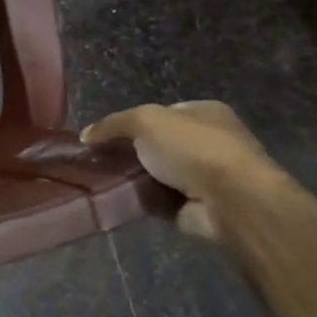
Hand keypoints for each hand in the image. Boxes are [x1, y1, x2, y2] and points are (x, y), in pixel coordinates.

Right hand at [82, 100, 286, 240]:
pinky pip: (157, 199)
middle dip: (127, 152)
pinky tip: (117, 199)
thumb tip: (85, 134)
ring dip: (131, 178)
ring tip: (99, 181)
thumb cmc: (194, 149)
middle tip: (95, 160)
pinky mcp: (195, 204)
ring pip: (154, 173)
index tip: (102, 136)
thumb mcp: (147, 120)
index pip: (160, 113)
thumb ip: (114, 124)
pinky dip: (139, 200)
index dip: (129, 122)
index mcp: (204, 113)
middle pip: (155, 144)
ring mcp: (203, 175)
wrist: (231, 200)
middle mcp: (207, 141)